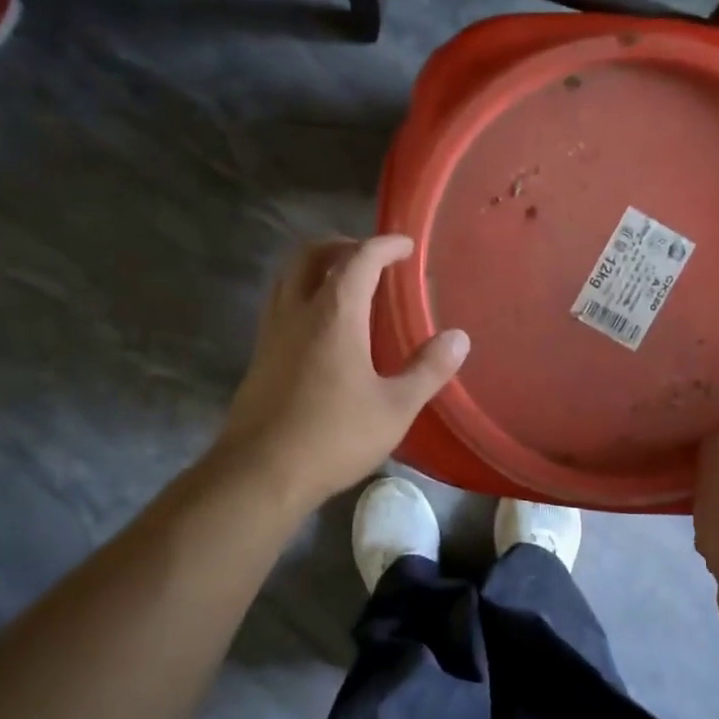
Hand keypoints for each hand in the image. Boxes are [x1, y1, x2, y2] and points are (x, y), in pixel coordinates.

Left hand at [215, 235, 468, 509]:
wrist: (261, 473)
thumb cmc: (334, 437)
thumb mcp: (395, 407)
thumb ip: (428, 369)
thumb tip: (459, 338)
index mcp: (334, 315)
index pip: (358, 259)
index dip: (384, 245)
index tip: (406, 245)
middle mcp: (297, 312)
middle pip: (310, 254)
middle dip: (342, 244)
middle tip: (371, 257)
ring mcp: (271, 333)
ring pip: (287, 276)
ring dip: (316, 266)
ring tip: (345, 282)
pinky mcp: (259, 357)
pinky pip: (280, 304)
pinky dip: (302, 293)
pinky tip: (321, 326)